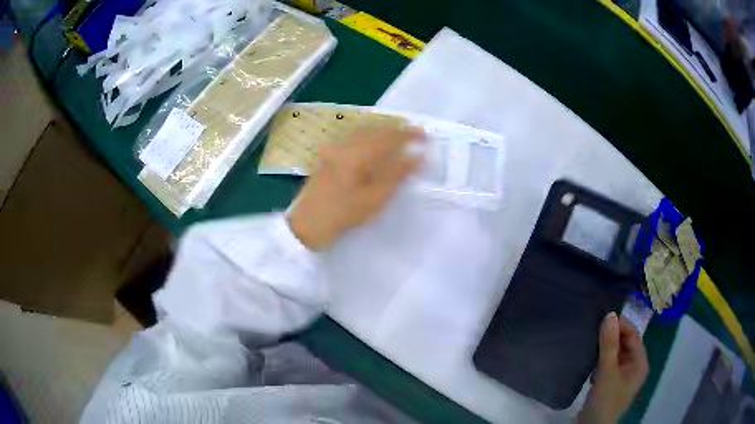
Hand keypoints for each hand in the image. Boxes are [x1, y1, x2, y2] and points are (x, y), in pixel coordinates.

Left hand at [288, 126, 424, 250]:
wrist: (307, 224)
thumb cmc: (344, 214)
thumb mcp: (375, 198)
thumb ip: (398, 174)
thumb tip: (418, 157)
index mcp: (358, 153)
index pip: (390, 136)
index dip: (409, 134)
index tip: (425, 137)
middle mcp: (345, 145)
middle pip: (376, 130)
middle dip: (397, 132)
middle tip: (414, 139)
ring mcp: (334, 149)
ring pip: (364, 134)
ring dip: (383, 135)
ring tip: (398, 143)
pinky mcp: (328, 156)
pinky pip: (354, 141)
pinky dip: (370, 141)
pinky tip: (375, 152)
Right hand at [578, 313, 648, 423]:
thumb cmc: (605, 400)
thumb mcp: (607, 371)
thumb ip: (609, 344)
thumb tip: (610, 314)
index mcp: (640, 363)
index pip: (633, 335)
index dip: (621, 325)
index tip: (604, 317)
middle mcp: (634, 366)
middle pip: (625, 343)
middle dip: (612, 335)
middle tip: (595, 327)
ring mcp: (621, 376)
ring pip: (615, 353)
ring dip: (605, 347)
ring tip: (591, 338)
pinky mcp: (609, 383)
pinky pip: (608, 363)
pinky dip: (600, 358)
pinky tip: (590, 357)